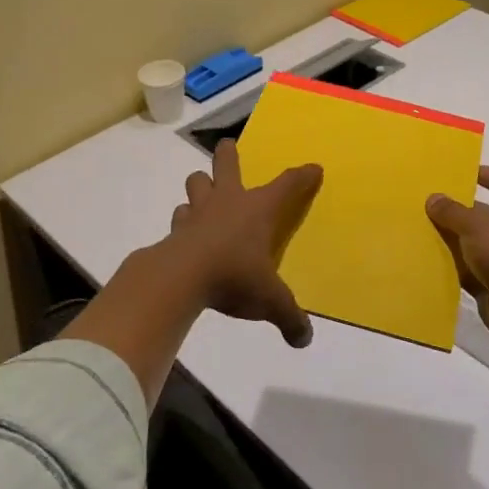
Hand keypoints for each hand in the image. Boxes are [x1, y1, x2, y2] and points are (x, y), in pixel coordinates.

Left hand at [169, 138, 322, 347]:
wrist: (180, 278)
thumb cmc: (234, 276)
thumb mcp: (270, 300)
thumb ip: (289, 317)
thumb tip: (305, 340)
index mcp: (258, 210)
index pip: (287, 185)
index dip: (302, 176)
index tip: (313, 168)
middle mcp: (229, 201)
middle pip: (227, 163)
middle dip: (229, 154)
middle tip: (228, 148)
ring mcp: (198, 212)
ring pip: (196, 183)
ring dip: (201, 186)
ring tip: (204, 196)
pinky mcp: (176, 229)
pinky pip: (180, 215)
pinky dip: (184, 220)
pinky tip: (186, 232)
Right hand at [426, 166, 488, 354]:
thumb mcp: (478, 225)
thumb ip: (453, 211)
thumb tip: (433, 198)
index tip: (465, 171)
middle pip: (485, 216)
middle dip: (458, 210)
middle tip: (428, 200)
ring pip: (472, 244)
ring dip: (450, 238)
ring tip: (418, 226)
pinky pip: (466, 270)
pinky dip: (449, 265)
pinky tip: (425, 257)